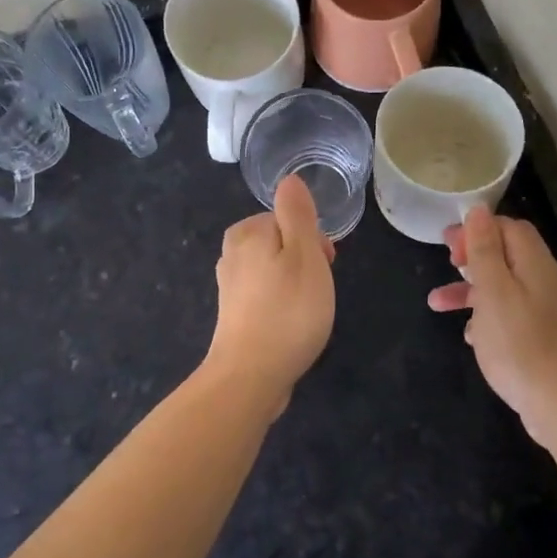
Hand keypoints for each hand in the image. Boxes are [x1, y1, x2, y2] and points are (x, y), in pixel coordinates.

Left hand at [206, 175, 336, 405]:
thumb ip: (298, 214)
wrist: (251, 377)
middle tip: (318, 291)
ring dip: (296, 286)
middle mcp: (232, 254)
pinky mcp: (233, 316)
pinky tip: (291, 327)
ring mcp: (230, 287)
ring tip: (308, 313)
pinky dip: (281, 307)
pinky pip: (266, 297)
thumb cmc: (287, 311)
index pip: (289, 219)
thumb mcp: (304, 253)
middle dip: (305, 262)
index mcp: (247, 232)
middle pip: (281, 244)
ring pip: (275, 271)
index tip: (326, 265)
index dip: (313, 240)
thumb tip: (289, 180)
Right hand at [429, 207, 556, 445]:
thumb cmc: (520, 344)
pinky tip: (469, 336)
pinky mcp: (542, 338)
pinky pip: (509, 315)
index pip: (509, 227)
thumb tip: (478, 210)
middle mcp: (544, 281)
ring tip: (436, 305)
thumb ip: (484, 250)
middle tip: (444, 262)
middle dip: (471, 257)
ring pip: (503, 288)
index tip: (449, 244)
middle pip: (506, 255)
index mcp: (535, 264)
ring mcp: (545, 311)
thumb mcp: (493, 291)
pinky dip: (485, 318)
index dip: (478, 229)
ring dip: (470, 291)